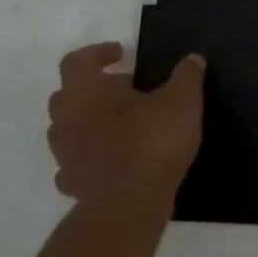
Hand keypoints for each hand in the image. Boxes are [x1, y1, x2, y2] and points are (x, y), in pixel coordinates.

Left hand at [47, 43, 205, 217]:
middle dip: (92, 89)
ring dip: (87, 123)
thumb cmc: (152, 141)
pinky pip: (74, 163)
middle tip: (124, 91)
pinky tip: (110, 162)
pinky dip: (88, 158)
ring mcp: (64, 152)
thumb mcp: (182, 101)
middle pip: (67, 94)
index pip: (77, 60)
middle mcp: (66, 117)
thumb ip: (187, 76)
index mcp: (86, 89)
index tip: (122, 55)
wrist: (129, 203)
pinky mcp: (71, 182)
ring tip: (119, 126)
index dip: (97, 53)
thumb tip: (193, 59)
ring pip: (67, 129)